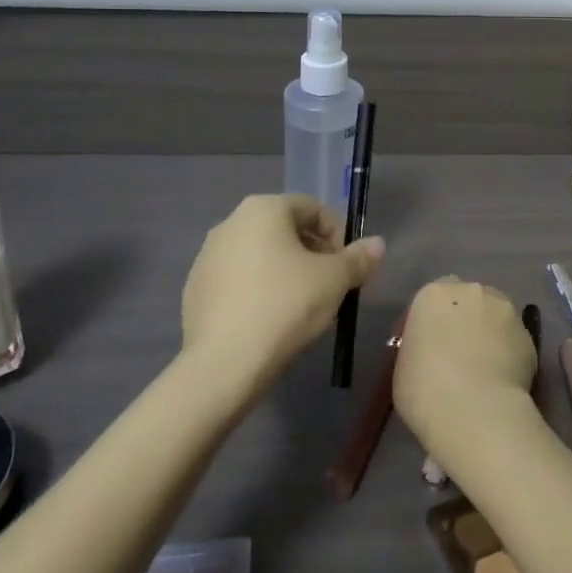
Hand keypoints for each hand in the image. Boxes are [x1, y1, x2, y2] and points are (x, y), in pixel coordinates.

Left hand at [181, 194, 383, 394]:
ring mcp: (207, 256)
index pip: (312, 208)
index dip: (336, 234)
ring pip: (259, 255)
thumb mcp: (334, 281)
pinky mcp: (194, 290)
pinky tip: (269, 320)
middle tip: (329, 286)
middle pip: (284, 229)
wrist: (224, 364)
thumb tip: (377, 244)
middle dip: (311, 252)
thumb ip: (358, 258)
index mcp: (263, 209)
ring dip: (284, 271)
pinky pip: (237, 280)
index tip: (346, 266)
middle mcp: (230, 222)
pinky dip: (257, 290)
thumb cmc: (285, 306)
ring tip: (301, 306)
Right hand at [393, 277, 536, 459]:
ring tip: (486, 367)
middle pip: (468, 298)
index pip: (435, 295)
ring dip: (490, 331)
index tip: (433, 343)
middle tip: (460, 352)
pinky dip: (510, 353)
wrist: (474, 413)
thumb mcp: (403, 366)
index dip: (436, 318)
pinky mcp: (529, 335)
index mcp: (434, 295)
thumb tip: (432, 351)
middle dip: (466, 318)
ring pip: (496, 314)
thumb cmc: (425, 391)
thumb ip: (419, 346)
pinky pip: (514, 340)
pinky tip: (503, 380)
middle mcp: (471, 291)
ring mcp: (504, 310)